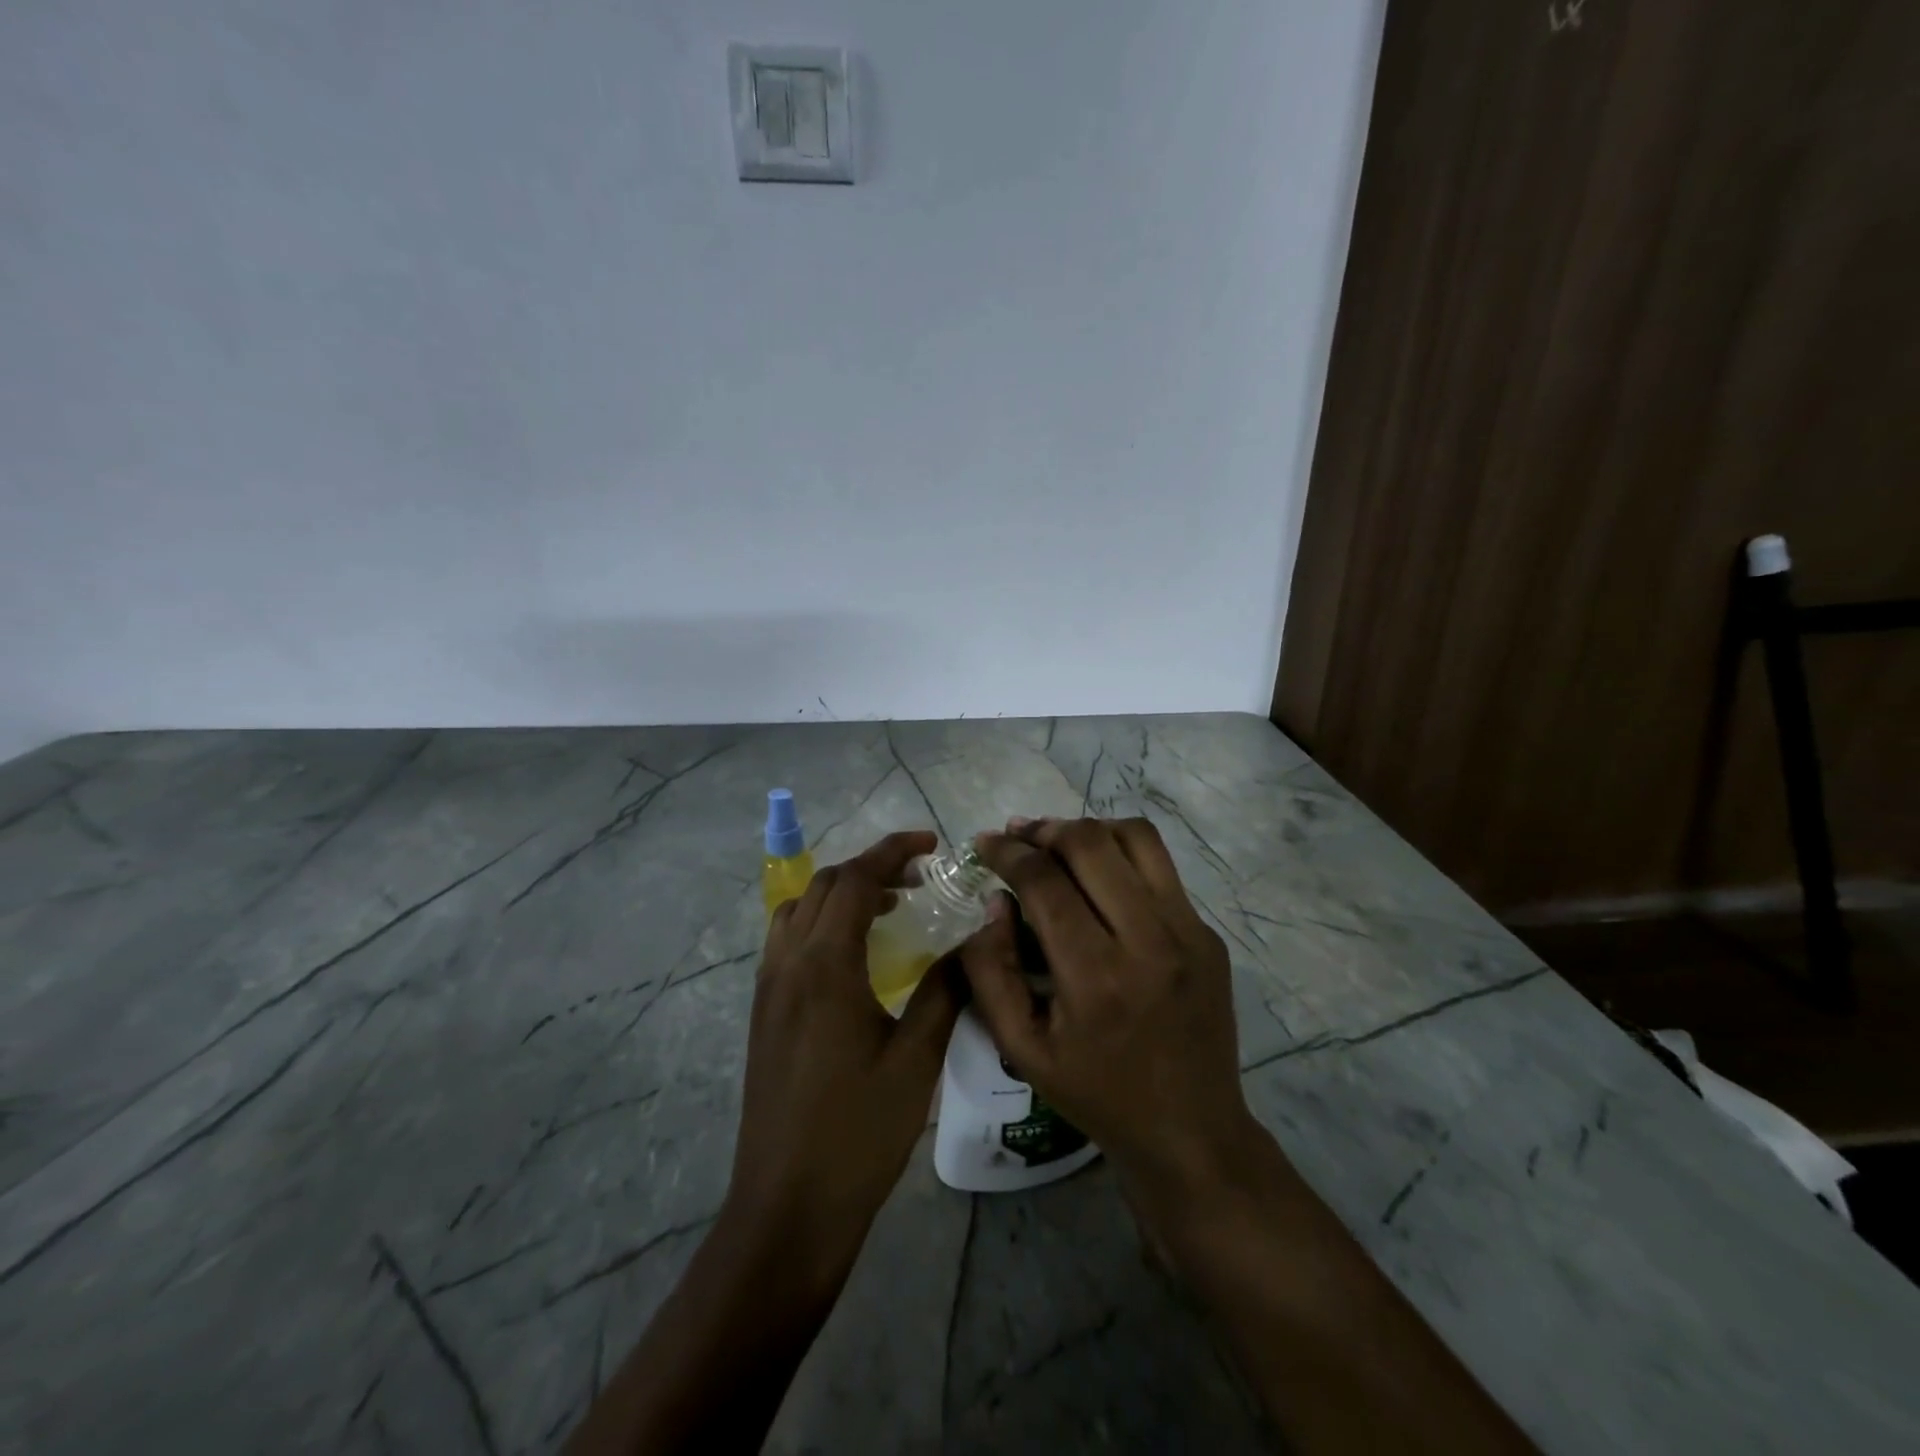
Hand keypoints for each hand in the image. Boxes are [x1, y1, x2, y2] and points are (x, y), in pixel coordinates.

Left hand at [727, 829, 961, 1291]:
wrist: (787, 1207)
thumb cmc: (858, 1132)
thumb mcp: (917, 1059)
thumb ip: (946, 988)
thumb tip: (976, 939)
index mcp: (825, 965)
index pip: (856, 879)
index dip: (893, 850)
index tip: (931, 843)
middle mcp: (788, 963)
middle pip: (824, 885)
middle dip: (871, 868)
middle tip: (919, 880)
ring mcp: (769, 988)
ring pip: (800, 908)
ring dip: (842, 893)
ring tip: (889, 909)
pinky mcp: (764, 1012)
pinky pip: (789, 940)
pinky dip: (822, 922)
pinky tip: (855, 955)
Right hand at [962, 817, 1262, 1201]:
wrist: (1191, 1130)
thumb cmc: (1096, 1094)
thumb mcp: (1021, 1049)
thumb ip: (990, 972)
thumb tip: (994, 903)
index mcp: (1095, 978)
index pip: (1044, 882)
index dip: (1007, 853)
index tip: (984, 844)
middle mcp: (1148, 941)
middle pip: (1090, 845)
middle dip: (1043, 829)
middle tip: (1017, 836)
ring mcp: (1188, 932)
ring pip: (1135, 839)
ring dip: (1087, 829)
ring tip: (1057, 841)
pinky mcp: (1208, 933)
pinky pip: (1161, 868)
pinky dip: (1121, 854)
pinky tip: (1099, 875)